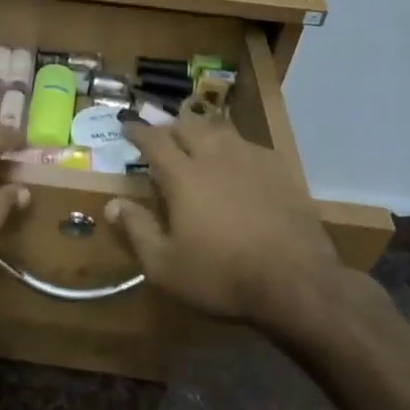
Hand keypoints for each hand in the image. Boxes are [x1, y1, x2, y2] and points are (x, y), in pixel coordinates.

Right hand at [105, 113, 372, 349]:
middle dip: (170, 127)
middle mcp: (215, 158)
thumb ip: (137, 230)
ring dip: (202, 131)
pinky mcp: (281, 172)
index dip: (137, 131)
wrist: (297, 283)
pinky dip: (234, 146)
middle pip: (188, 126)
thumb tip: (112, 205)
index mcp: (183, 176)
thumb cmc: (222, 276)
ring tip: (197, 140)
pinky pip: (250, 146)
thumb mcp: (165, 266)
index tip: (127, 127)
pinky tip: (237, 160)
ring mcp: (252, 161)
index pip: (154, 141)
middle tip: (161, 136)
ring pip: (221, 130)